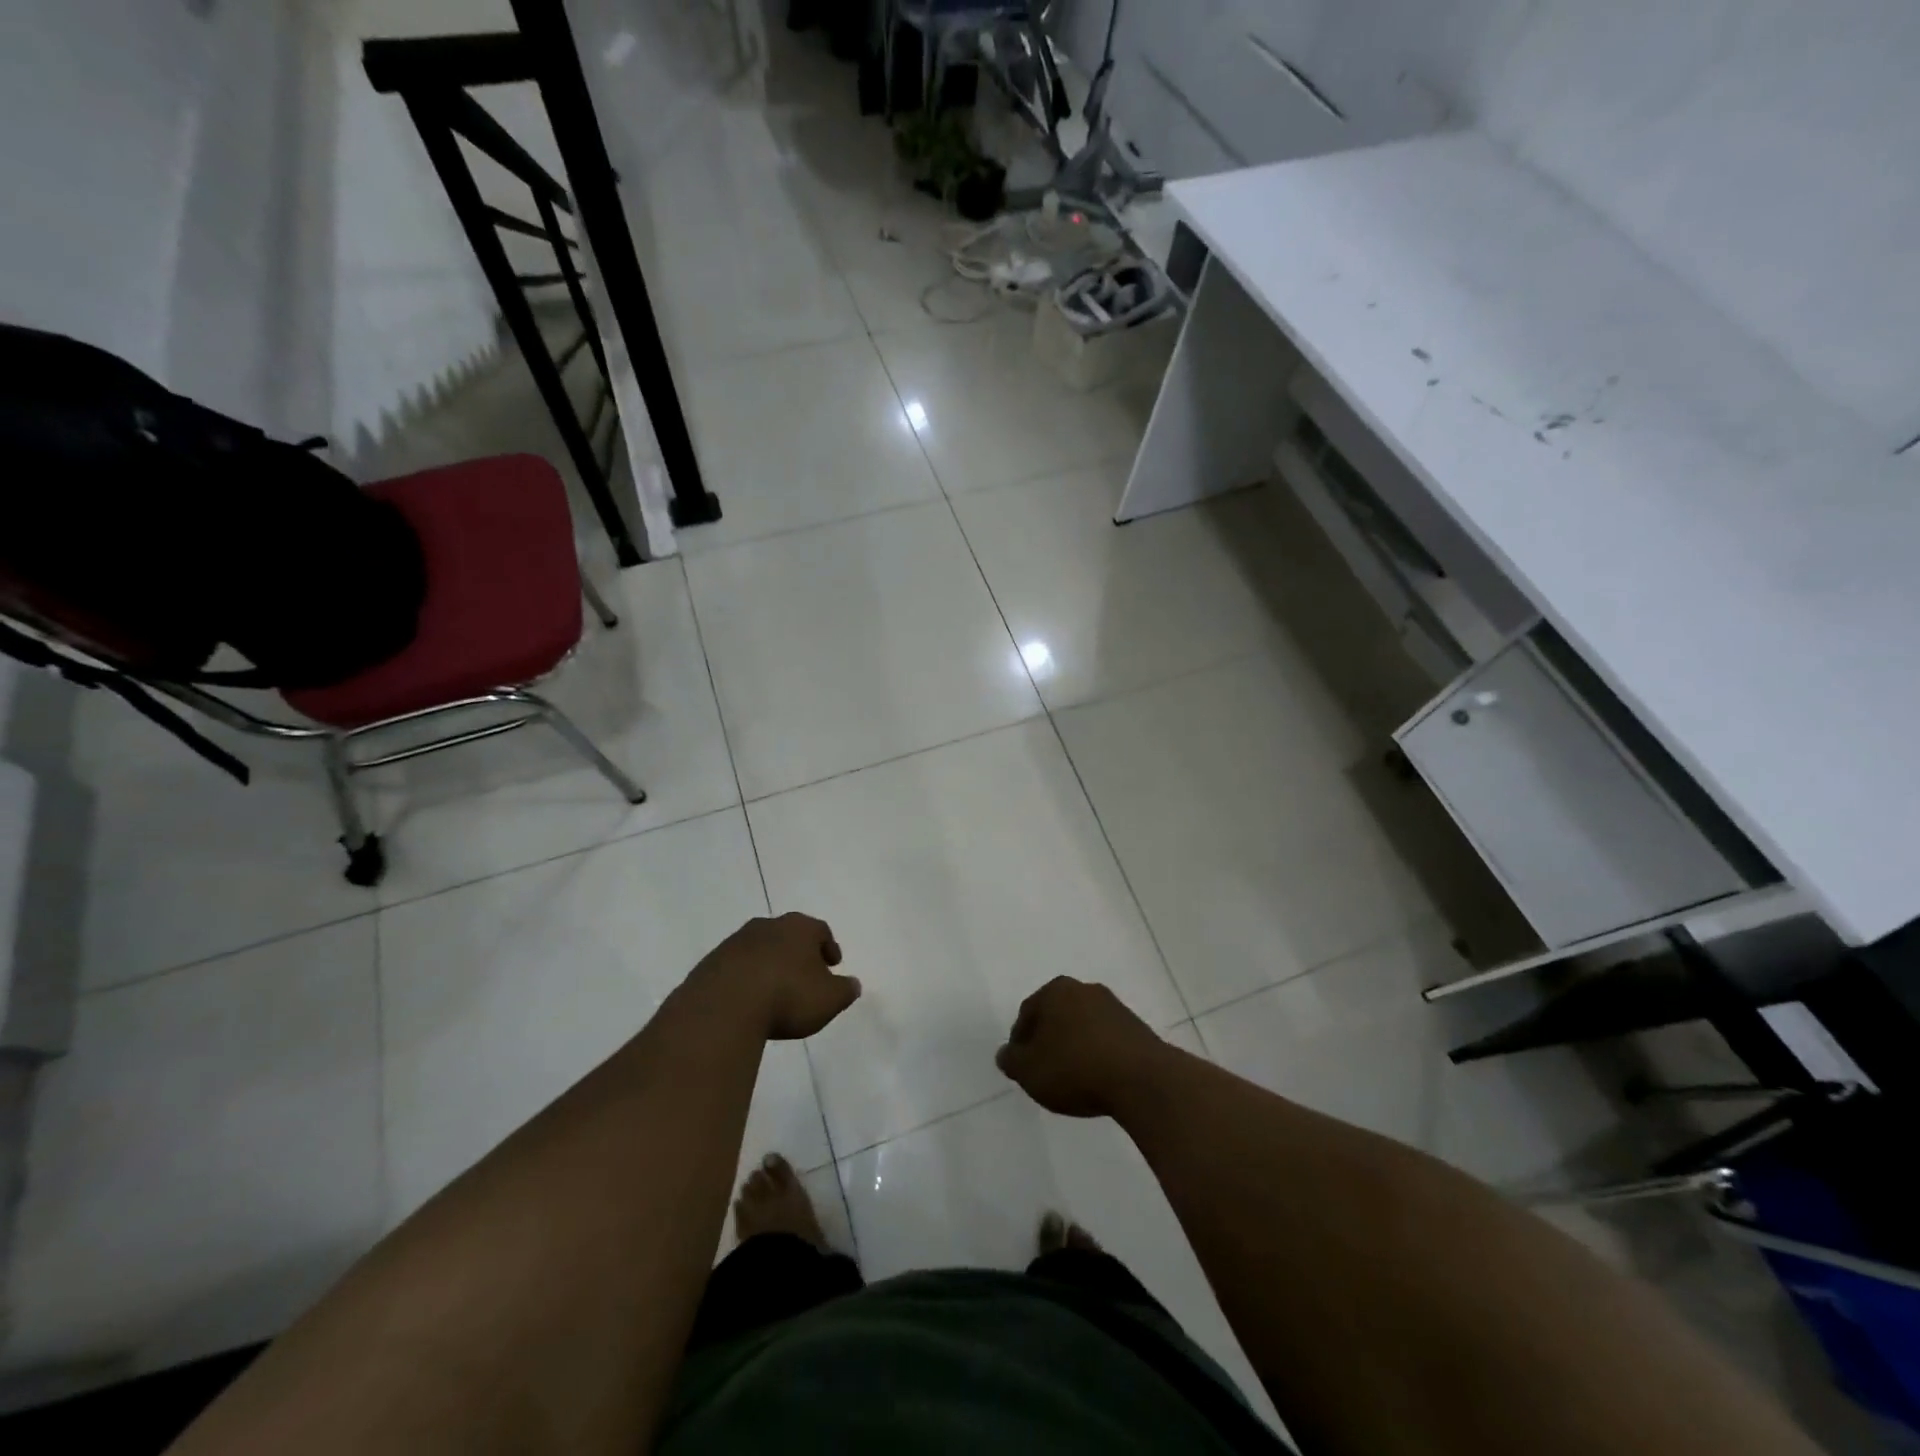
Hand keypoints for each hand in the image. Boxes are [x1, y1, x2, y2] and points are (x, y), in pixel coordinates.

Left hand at [692, 913, 860, 1040]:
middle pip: (789, 935)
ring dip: (770, 964)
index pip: (820, 930)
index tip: (833, 964)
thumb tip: (853, 984)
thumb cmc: (787, 996)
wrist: (723, 1006)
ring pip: (761, 949)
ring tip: (775, 990)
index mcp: (799, 928)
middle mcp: (768, 926)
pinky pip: (736, 967)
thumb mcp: (829, 999)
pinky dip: (746, 978)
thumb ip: (845, 990)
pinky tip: (748, 1000)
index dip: (829, 947)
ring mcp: (736, 942)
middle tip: (805, 974)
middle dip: (798, 953)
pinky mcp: (711, 963)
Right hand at [995, 977, 1175, 1118]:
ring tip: (1071, 1079)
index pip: (1027, 1013)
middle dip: (1048, 1040)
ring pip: (1082, 1026)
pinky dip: (1097, 1054)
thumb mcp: (1029, 1071)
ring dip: (1074, 1046)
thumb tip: (1006, 1054)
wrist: (1141, 1080)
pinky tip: (1097, 1079)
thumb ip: (1012, 1061)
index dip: (1020, 1041)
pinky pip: (1106, 1039)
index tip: (1021, 1066)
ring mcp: (1114, 1006)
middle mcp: (1084, 989)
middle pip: (1056, 1015)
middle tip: (1043, 1071)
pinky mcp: (1137, 1027)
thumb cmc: (1075, 1068)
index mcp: (1056, 990)